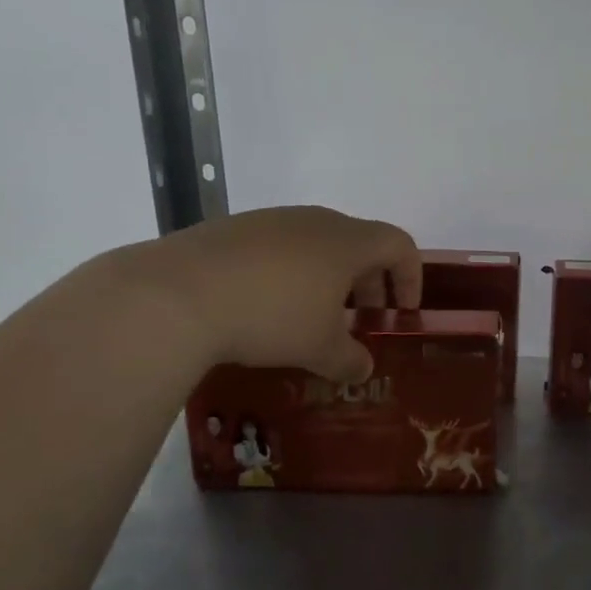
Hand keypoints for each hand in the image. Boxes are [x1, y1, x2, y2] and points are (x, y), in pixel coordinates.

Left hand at [138, 206, 421, 382]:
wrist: (178, 294)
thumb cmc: (271, 317)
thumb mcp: (319, 349)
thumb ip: (350, 360)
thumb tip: (363, 368)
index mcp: (347, 242)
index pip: (399, 245)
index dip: (411, 277)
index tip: (404, 312)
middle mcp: (313, 221)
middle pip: (358, 243)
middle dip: (369, 282)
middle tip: (362, 320)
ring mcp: (269, 221)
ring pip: (315, 245)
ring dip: (328, 279)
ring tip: (313, 318)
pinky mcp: (232, 230)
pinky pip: (276, 249)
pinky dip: (288, 274)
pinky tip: (266, 308)